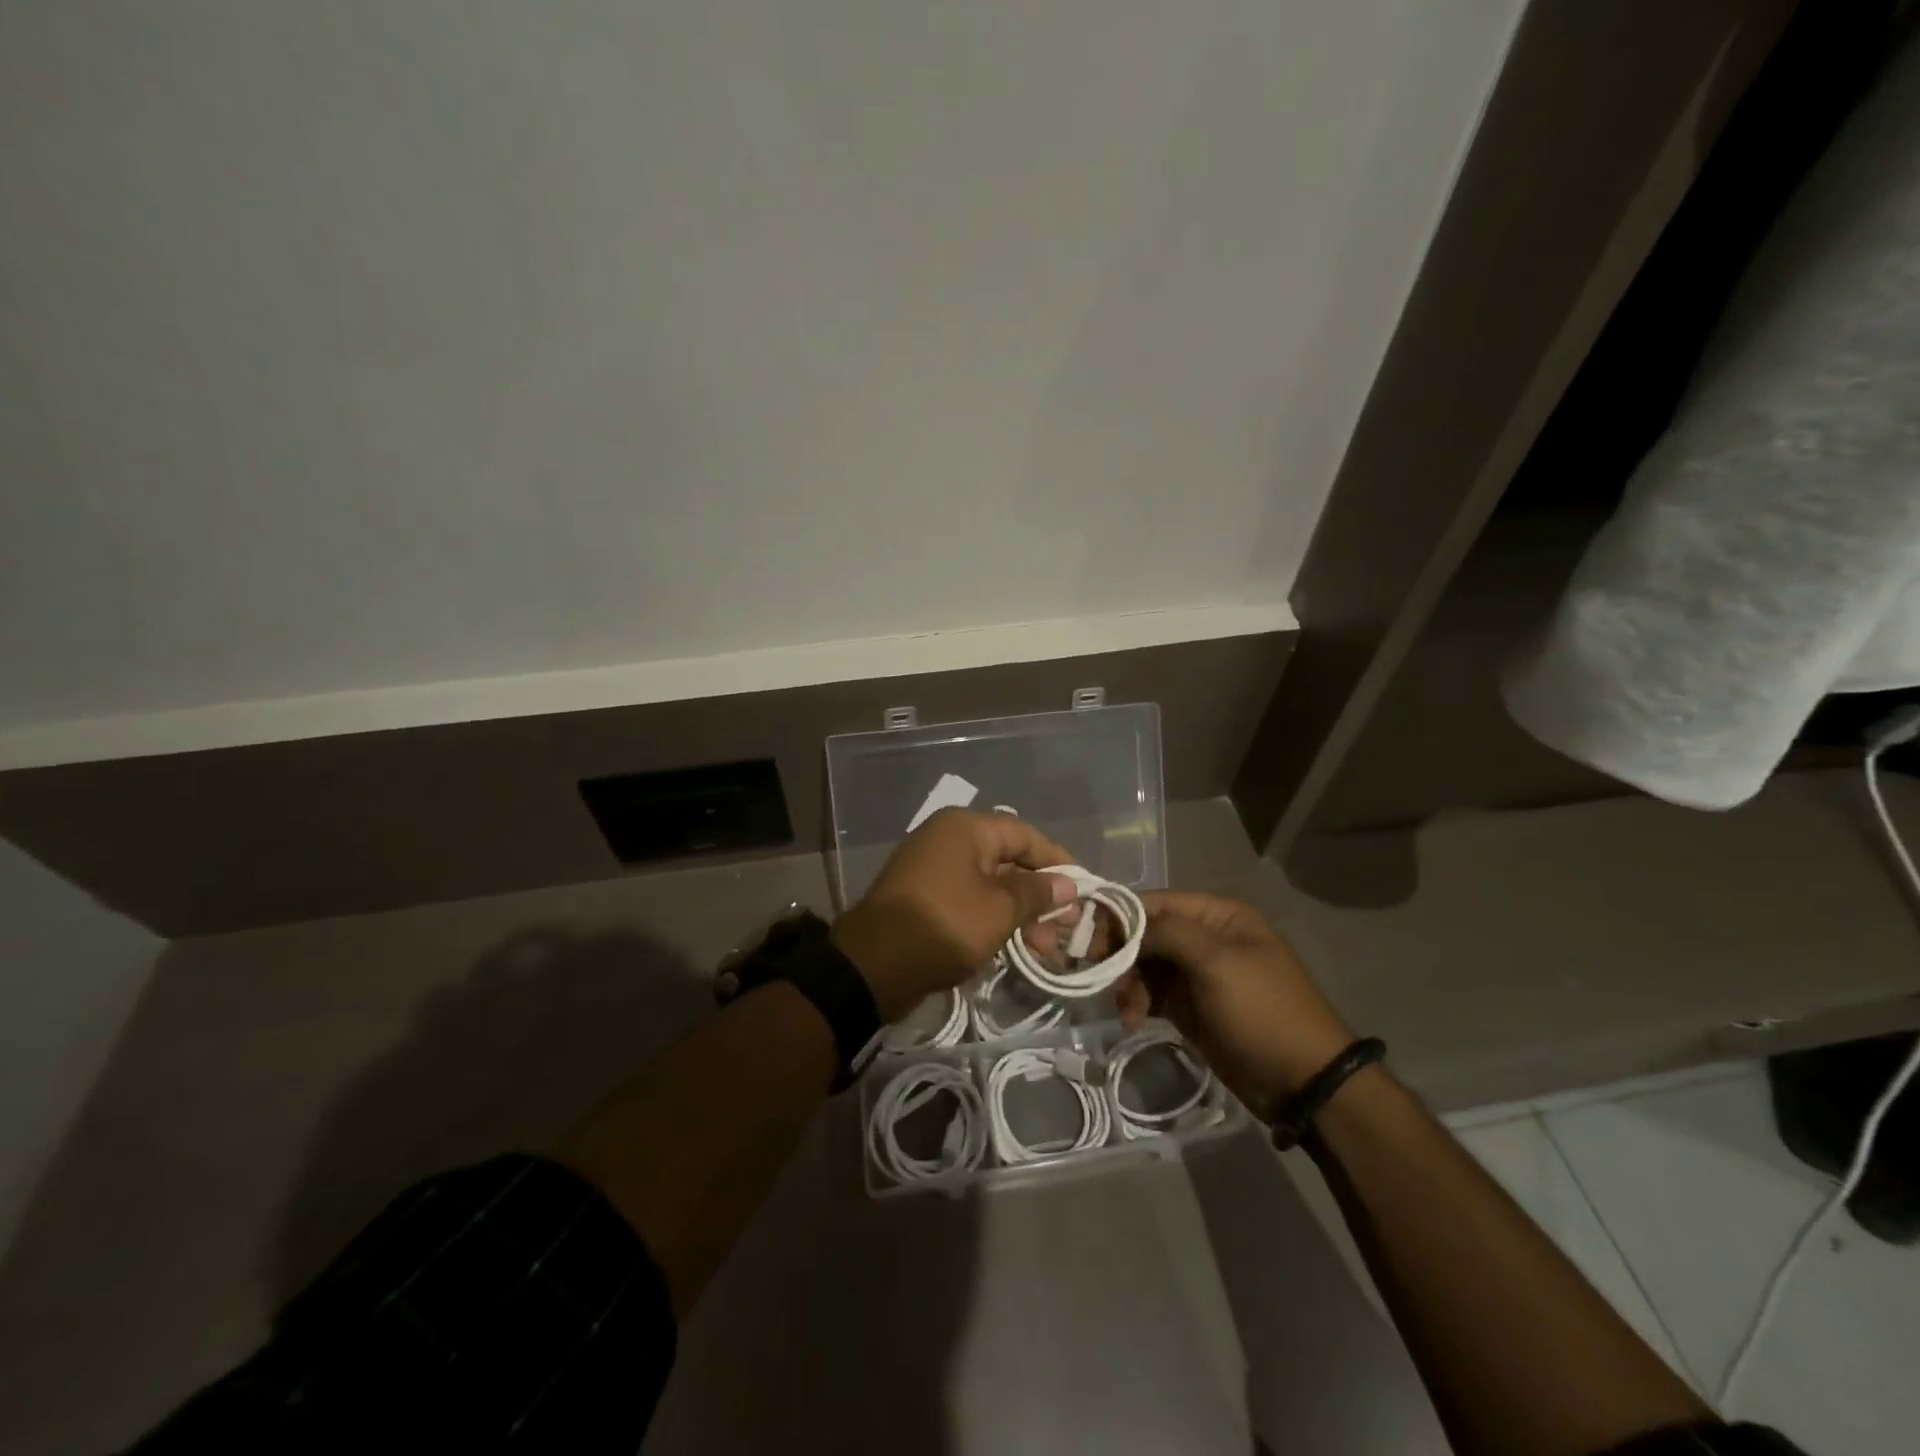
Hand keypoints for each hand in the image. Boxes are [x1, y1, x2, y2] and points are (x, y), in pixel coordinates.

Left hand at [831, 808, 1077, 1022]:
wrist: (873, 965)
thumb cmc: (944, 926)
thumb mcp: (999, 910)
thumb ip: (1037, 893)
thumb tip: (1067, 883)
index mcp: (965, 828)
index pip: (1025, 835)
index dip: (1058, 862)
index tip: (1084, 891)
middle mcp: (948, 839)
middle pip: (1008, 860)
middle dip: (1041, 895)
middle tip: (1066, 930)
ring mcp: (932, 868)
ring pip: (990, 884)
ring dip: (1020, 913)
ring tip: (1044, 949)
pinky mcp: (923, 897)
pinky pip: (969, 899)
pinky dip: (993, 918)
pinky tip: (1014, 946)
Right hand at [1115, 892, 1354, 1121]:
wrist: (1303, 1081)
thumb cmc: (1262, 1010)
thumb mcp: (1216, 962)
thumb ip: (1167, 932)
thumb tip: (1126, 922)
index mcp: (1217, 915)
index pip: (1155, 902)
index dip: (1120, 916)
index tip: (1087, 938)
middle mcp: (1205, 937)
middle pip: (1146, 933)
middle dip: (1121, 954)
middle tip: (1099, 976)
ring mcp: (1198, 974)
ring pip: (1145, 965)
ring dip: (1128, 984)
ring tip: (1126, 1011)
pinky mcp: (1191, 1007)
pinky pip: (1153, 994)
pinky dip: (1138, 1003)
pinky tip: (1133, 1020)